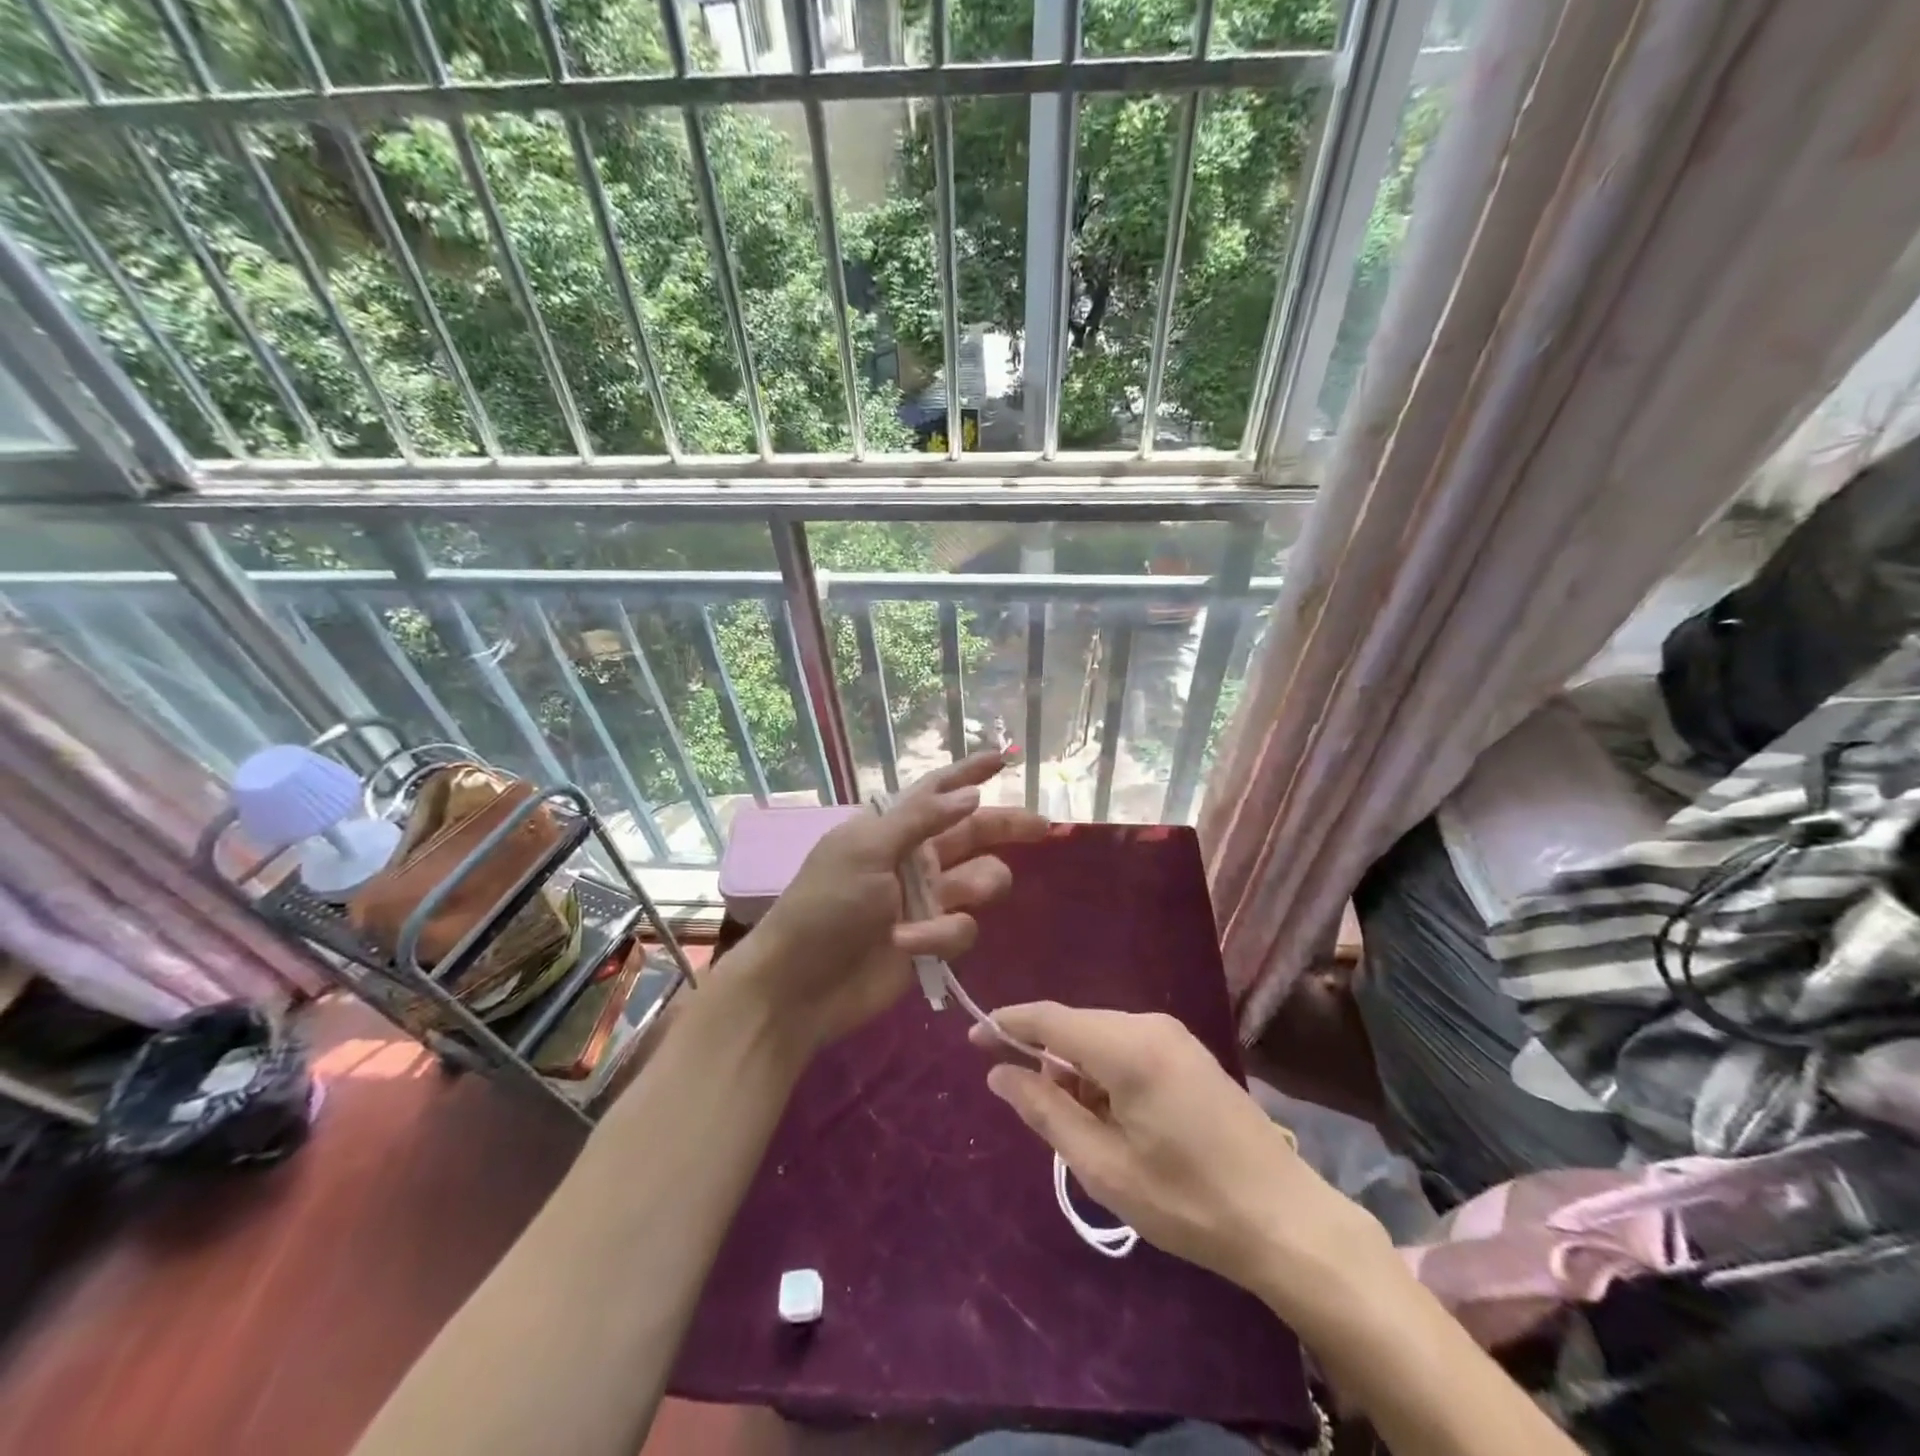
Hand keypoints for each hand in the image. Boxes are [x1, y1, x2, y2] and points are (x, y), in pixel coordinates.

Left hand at [740, 752, 1047, 1054]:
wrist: (800, 985)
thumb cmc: (825, 906)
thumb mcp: (865, 851)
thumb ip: (921, 820)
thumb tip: (971, 795)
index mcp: (893, 828)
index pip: (937, 792)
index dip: (969, 774)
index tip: (1002, 759)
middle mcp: (915, 858)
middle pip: (974, 833)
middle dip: (1007, 826)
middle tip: (1043, 827)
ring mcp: (927, 900)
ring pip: (981, 881)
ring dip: (976, 887)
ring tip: (953, 898)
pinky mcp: (933, 941)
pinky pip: (963, 928)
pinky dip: (942, 935)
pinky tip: (910, 943)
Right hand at [974, 1003, 1391, 1315]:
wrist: (1285, 1219)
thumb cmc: (1187, 1200)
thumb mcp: (1104, 1166)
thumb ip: (1045, 1111)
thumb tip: (999, 1072)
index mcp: (1127, 1047)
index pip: (1050, 1017)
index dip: (1008, 1023)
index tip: (973, 1038)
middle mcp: (1149, 1024)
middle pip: (1076, 1026)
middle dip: (1046, 1059)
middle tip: (1038, 1113)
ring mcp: (1173, 1034)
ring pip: (1100, 1036)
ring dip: (1077, 1071)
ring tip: (1083, 1129)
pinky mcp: (1187, 1051)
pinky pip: (1127, 1046)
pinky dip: (1105, 1073)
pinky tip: (1114, 1118)